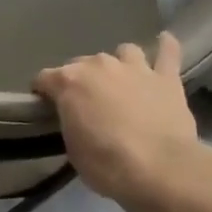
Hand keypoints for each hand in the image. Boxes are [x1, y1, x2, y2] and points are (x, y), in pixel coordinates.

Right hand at [34, 33, 211, 207]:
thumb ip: (71, 122)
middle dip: (81, 80)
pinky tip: (163, 43)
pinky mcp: (166, 77)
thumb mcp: (72, 148)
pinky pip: (167, 51)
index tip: (47, 108)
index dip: (43, 93)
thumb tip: (77, 117)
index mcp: (70, 82)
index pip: (44, 78)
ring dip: (119, 64)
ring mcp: (135, 68)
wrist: (158, 168)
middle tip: (87, 103)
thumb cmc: (105, 164)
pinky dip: (164, 47)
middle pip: (82, 64)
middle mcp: (100, 66)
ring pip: (123, 52)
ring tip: (122, 81)